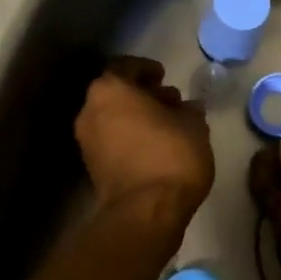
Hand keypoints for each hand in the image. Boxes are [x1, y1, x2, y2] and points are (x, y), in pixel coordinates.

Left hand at [75, 56, 214, 226]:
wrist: (145, 212)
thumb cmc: (171, 155)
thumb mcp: (193, 126)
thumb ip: (189, 111)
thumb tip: (188, 108)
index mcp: (110, 90)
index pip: (125, 67)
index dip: (146, 69)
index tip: (164, 76)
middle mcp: (90, 111)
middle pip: (116, 93)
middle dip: (142, 95)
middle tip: (170, 101)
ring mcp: (87, 141)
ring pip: (113, 118)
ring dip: (136, 117)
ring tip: (167, 125)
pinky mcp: (91, 167)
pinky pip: (112, 141)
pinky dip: (130, 137)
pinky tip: (156, 146)